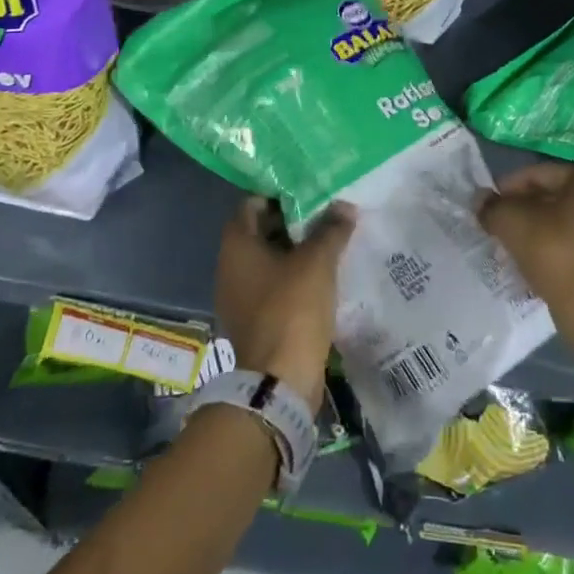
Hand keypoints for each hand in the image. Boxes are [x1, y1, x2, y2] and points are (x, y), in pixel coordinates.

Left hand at [215, 197, 354, 408]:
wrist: (280, 380)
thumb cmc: (292, 309)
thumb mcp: (317, 262)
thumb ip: (331, 230)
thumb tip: (344, 206)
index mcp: (236, 246)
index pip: (251, 204)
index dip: (279, 196)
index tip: (309, 193)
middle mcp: (230, 267)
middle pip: (260, 233)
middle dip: (293, 223)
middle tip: (326, 216)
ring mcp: (239, 297)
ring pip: (269, 262)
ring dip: (296, 253)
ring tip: (330, 244)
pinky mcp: (254, 321)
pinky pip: (273, 287)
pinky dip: (294, 279)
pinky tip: (322, 278)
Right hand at [478, 162, 573, 322]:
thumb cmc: (556, 254)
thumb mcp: (512, 223)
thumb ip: (492, 206)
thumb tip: (481, 201)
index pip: (540, 173)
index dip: (508, 188)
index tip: (489, 207)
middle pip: (555, 194)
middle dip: (523, 208)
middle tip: (499, 225)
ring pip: (566, 217)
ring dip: (538, 226)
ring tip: (513, 243)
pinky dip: (557, 242)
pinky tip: (535, 258)